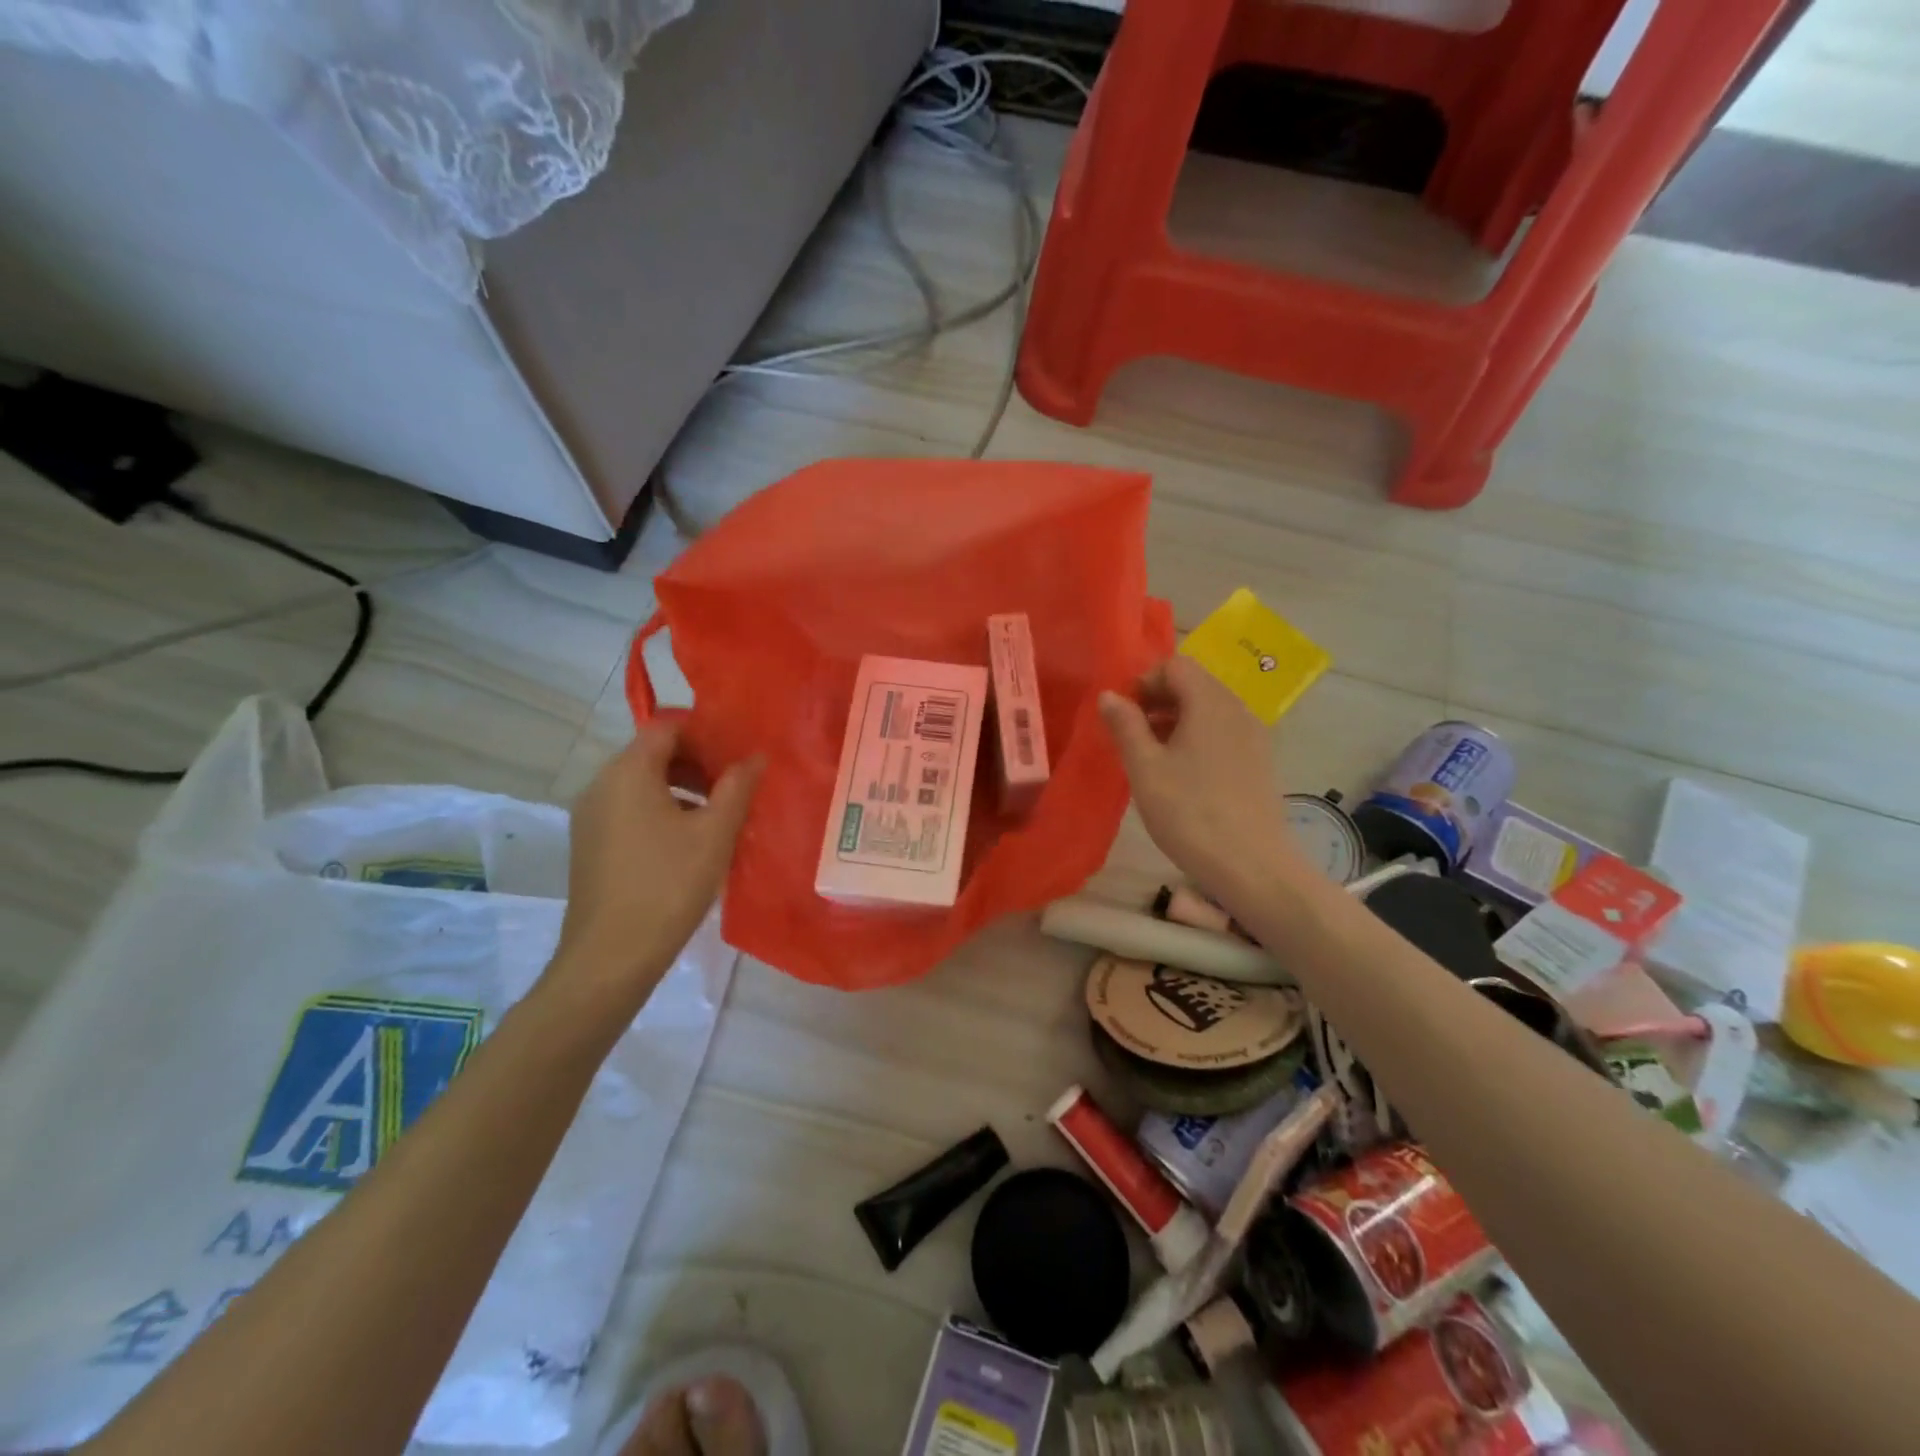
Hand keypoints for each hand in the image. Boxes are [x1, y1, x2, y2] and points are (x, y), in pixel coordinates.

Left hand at [553, 724, 764, 999]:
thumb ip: (737, 787)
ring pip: (641, 784)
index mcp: (627, 772)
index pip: (666, 727)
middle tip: (735, 782)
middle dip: (696, 761)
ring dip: (681, 788)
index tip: (737, 749)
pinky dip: (661, 810)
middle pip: (652, 754)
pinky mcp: (589, 845)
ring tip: (719, 813)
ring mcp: (590, 817)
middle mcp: (600, 785)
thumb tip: (756, 757)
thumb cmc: (668, 885)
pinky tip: (689, 841)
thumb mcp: (715, 833)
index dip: (704, 731)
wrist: (610, 956)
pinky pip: (629, 810)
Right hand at [1099, 656, 1305, 899]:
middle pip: (1194, 684)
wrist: (1252, 867)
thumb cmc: (1190, 814)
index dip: (1144, 681)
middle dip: (1158, 700)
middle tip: (1130, 735)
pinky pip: (1223, 732)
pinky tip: (1181, 774)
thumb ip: (1125, 726)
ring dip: (1175, 720)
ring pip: (1208, 710)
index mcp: (1210, 703)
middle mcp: (1237, 709)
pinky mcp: (1260, 761)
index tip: (1122, 714)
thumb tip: (1109, 695)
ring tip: (1151, 756)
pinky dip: (1196, 738)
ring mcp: (1254, 736)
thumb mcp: (1145, 769)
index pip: (1175, 666)